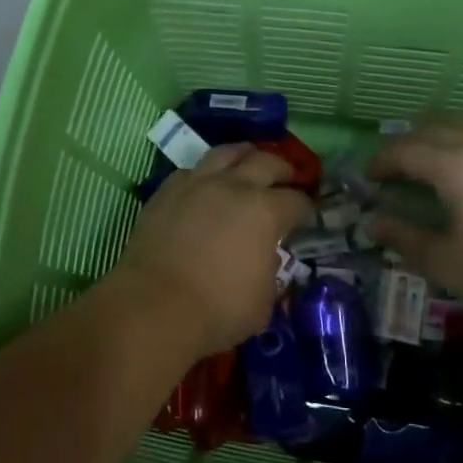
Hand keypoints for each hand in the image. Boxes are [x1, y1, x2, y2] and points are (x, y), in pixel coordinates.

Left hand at [111, 144, 313, 361]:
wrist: (154, 306)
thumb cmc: (218, 310)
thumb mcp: (264, 300)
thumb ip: (270, 270)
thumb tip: (266, 257)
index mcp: (266, 211)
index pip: (297, 201)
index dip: (307, 207)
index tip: (308, 214)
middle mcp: (234, 186)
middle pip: (267, 162)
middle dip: (283, 170)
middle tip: (288, 179)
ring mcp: (197, 183)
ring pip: (227, 153)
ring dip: (245, 155)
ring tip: (250, 160)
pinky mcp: (166, 191)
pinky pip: (192, 170)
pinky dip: (207, 172)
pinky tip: (207, 182)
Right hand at [368, 114, 462, 325]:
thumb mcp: (447, 263)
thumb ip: (404, 237)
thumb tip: (373, 221)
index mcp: (455, 166)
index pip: (405, 150)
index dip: (382, 160)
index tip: (370, 177)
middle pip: (435, 126)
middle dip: (409, 141)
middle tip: (398, 166)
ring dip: (444, 131)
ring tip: (437, 152)